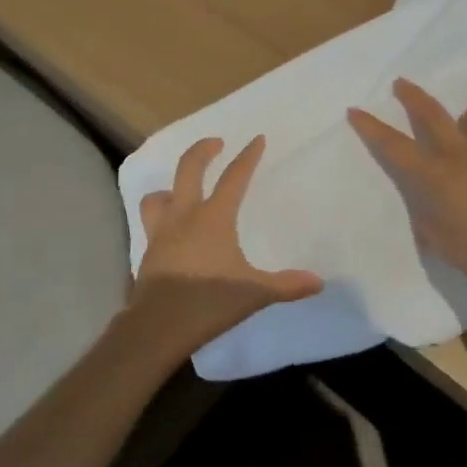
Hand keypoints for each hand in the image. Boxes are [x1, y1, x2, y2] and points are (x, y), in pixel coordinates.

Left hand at [130, 136, 322, 353]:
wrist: (157, 327)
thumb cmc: (209, 302)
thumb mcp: (255, 293)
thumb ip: (286, 285)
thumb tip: (318, 282)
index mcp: (214, 218)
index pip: (234, 177)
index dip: (248, 157)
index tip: (257, 139)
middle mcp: (185, 216)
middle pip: (189, 169)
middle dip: (203, 150)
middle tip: (216, 143)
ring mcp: (161, 233)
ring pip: (158, 195)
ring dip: (171, 186)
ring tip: (182, 189)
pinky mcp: (148, 253)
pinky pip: (152, 223)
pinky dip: (161, 218)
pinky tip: (172, 232)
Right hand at [348, 79, 466, 295]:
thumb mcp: (439, 242)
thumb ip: (429, 220)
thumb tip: (427, 210)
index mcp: (434, 175)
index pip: (393, 146)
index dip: (371, 127)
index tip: (356, 109)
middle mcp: (461, 154)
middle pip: (432, 115)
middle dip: (413, 97)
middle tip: (402, 83)